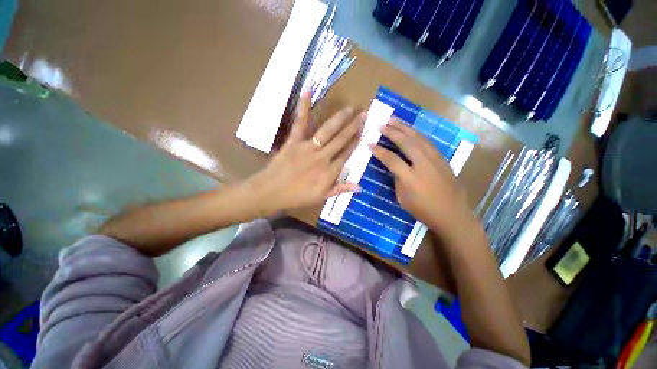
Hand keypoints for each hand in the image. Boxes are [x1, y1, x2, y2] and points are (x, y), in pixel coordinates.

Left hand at [246, 93, 364, 214]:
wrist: (272, 191)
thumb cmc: (297, 197)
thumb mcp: (321, 197)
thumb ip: (340, 189)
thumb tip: (360, 187)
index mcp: (329, 172)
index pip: (347, 154)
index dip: (357, 142)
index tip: (365, 132)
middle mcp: (322, 157)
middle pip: (341, 140)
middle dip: (354, 127)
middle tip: (365, 114)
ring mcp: (308, 147)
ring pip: (328, 131)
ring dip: (340, 118)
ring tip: (351, 108)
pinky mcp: (294, 141)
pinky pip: (300, 123)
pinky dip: (303, 107)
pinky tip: (308, 91)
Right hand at [369, 119, 475, 238]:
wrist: (453, 215)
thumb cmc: (424, 211)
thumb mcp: (403, 199)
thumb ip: (398, 180)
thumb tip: (396, 167)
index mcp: (410, 178)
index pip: (391, 159)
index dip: (379, 151)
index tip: (370, 143)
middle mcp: (423, 164)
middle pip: (406, 143)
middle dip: (392, 132)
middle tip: (381, 124)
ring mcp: (435, 160)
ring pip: (418, 138)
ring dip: (405, 128)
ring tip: (394, 120)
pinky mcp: (442, 159)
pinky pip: (427, 142)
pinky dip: (416, 134)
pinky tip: (410, 131)